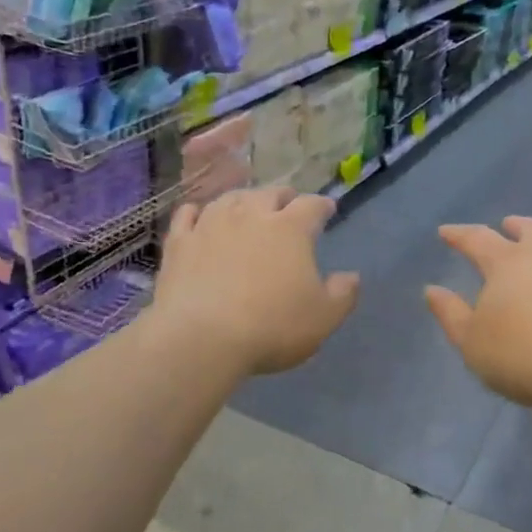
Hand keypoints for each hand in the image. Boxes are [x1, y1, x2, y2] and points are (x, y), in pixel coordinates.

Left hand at [152, 187, 359, 375]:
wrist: (200, 338)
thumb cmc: (271, 327)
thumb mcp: (323, 318)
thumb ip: (343, 294)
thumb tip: (352, 276)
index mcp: (291, 229)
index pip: (312, 206)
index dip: (322, 206)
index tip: (327, 209)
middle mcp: (251, 215)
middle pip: (270, 193)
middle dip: (283, 197)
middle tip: (288, 205)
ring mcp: (211, 225)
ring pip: (230, 198)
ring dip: (243, 199)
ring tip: (247, 207)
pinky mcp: (179, 242)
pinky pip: (188, 215)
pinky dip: (197, 212)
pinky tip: (199, 215)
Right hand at [425, 217, 531, 408]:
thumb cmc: (518, 354)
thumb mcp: (470, 340)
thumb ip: (450, 313)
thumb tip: (432, 290)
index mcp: (507, 261)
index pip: (478, 238)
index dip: (459, 235)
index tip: (445, 232)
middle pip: (530, 229)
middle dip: (515, 226)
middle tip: (507, 226)